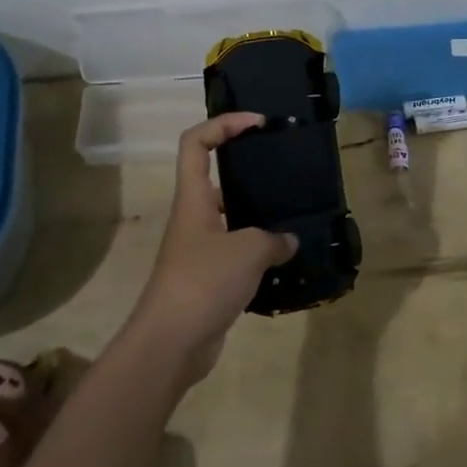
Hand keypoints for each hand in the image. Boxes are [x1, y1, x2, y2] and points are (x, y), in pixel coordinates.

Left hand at [129, 113, 297, 384]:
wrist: (172, 343)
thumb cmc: (203, 282)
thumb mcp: (248, 251)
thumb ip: (273, 239)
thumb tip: (287, 241)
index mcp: (193, 199)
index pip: (196, 142)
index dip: (223, 124)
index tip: (257, 123)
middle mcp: (194, 218)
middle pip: (215, 177)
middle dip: (247, 168)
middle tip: (284, 169)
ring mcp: (200, 249)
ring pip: (231, 217)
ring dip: (259, 214)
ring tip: (294, 213)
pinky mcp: (210, 278)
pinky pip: (238, 252)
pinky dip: (260, 252)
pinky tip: (287, 258)